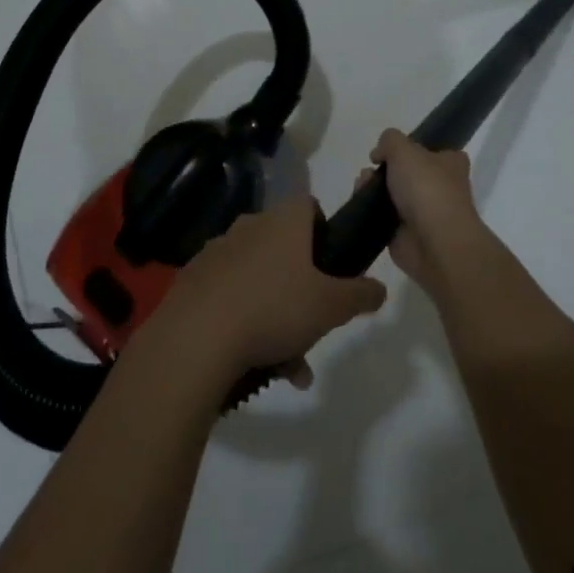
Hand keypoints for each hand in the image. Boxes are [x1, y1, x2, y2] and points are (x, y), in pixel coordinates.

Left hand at [155, 195, 386, 386]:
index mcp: (283, 222)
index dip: (325, 230)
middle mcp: (249, 227)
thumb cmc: (274, 308)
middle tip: (314, 325)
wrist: (196, 338)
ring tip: (289, 366)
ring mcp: (217, 252)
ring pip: (258, 280)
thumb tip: (380, 288)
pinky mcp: (193, 281)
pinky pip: (230, 297)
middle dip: (302, 288)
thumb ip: (360, 294)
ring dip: (276, 315)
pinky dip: (245, 324)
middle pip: (284, 249)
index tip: (332, 265)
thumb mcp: (331, 306)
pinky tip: (255, 364)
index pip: (309, 206)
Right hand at [365, 129, 493, 295]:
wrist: (434, 242)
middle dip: (383, 169)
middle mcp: (440, 187)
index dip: (409, 148)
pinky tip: (360, 204)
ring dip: (372, 188)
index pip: (432, 151)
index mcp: (450, 164)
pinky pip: (383, 217)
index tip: (389, 151)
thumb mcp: (404, 150)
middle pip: (405, 172)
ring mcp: (423, 212)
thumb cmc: (426, 188)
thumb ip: (389, 141)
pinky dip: (370, 211)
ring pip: (391, 194)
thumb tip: (379, 153)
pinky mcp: (405, 234)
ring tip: (361, 187)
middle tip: (370, 170)